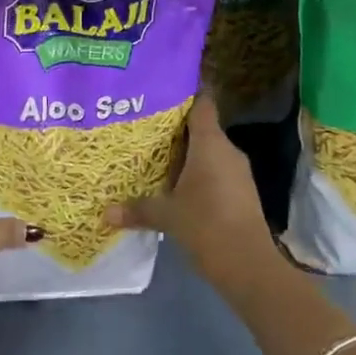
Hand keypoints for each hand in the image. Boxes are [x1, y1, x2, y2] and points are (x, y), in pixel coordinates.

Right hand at [104, 96, 278, 292]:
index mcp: (210, 143)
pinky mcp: (242, 193)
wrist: (250, 266)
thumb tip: (105, 213)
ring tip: (157, 156)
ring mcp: (238, 172)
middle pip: (202, 128)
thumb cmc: (207, 226)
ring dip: (188, 154)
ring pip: (209, 152)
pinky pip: (217, 171)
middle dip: (177, 129)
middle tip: (147, 127)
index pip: (202, 103)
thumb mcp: (167, 216)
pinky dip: (199, 174)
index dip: (187, 92)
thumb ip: (138, 209)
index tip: (165, 88)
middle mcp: (227, 150)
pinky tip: (178, 186)